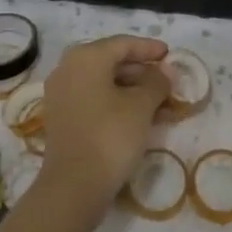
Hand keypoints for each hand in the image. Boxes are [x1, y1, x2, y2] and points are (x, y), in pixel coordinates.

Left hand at [38, 35, 171, 208]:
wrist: (73, 187)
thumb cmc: (110, 136)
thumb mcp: (141, 106)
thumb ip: (157, 82)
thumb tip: (166, 71)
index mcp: (86, 57)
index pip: (123, 44)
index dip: (148, 48)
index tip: (169, 53)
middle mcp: (68, 69)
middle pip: (111, 62)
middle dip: (142, 71)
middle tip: (167, 81)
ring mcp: (61, 94)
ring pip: (103, 83)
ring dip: (132, 90)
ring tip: (160, 102)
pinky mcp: (61, 118)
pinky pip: (94, 99)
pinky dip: (116, 102)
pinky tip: (140, 117)